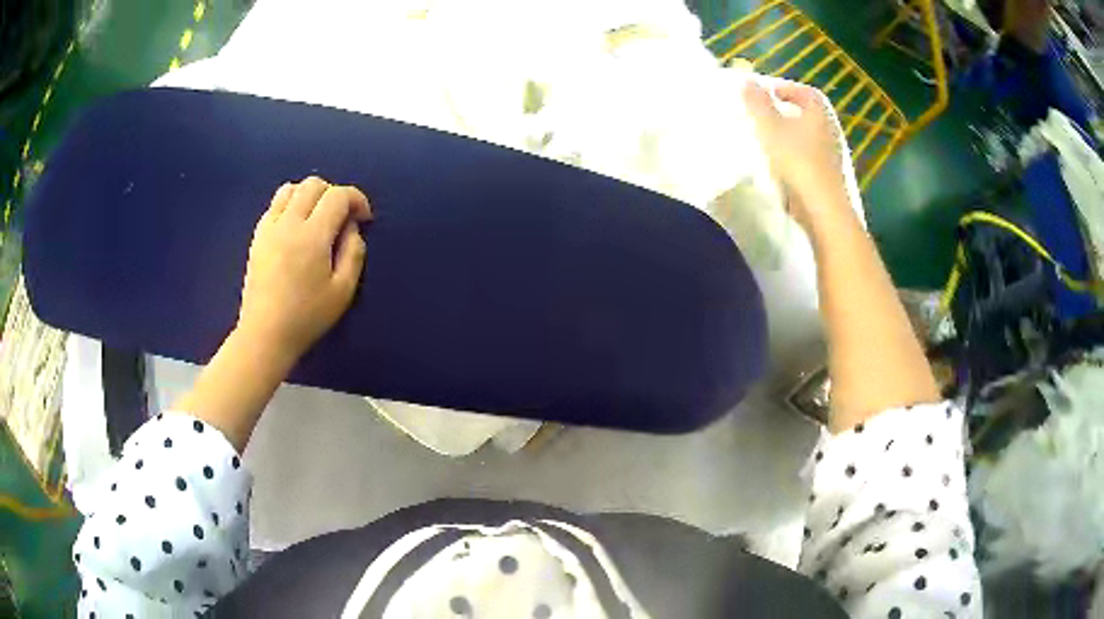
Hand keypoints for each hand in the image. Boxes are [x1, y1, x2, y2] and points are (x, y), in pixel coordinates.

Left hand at [236, 176, 371, 362]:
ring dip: (309, 194)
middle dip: (334, 193)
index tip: (364, 218)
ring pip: (291, 188)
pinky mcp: (257, 236)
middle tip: (342, 218)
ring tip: (317, 217)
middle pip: (313, 184)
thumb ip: (354, 253)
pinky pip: (275, 205)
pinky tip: (296, 227)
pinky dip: (290, 205)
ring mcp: (269, 228)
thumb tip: (352, 227)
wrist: (265, 334)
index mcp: (312, 236)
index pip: (338, 195)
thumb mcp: (343, 291)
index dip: (357, 199)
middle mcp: (288, 223)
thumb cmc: (307, 317)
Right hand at [743, 79, 850, 230]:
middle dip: (791, 110)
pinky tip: (783, 163)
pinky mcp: (829, 177)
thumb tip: (748, 80)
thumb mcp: (770, 127)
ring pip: (811, 136)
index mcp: (818, 115)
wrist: (822, 208)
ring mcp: (831, 156)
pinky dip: (798, 153)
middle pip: (810, 114)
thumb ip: (758, 103)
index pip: (807, 92)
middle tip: (769, 113)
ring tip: (772, 139)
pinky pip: (812, 156)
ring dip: (794, 133)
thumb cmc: (797, 161)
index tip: (770, 93)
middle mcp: (829, 131)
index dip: (788, 88)